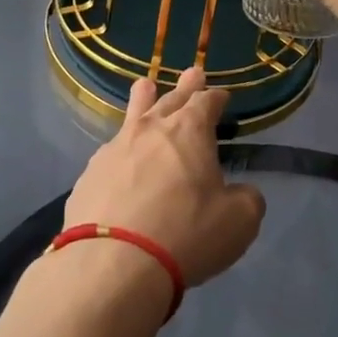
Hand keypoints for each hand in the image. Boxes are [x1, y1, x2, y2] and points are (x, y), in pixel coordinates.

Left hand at [62, 67, 265, 291]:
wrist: (113, 263)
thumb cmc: (185, 234)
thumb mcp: (238, 222)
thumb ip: (247, 199)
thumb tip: (243, 192)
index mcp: (190, 131)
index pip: (207, 102)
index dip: (217, 97)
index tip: (222, 96)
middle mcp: (151, 129)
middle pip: (171, 99)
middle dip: (186, 87)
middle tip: (193, 73)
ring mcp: (115, 148)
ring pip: (133, 113)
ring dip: (144, 99)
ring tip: (146, 86)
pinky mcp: (90, 174)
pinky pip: (111, 150)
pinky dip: (122, 147)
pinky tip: (120, 155)